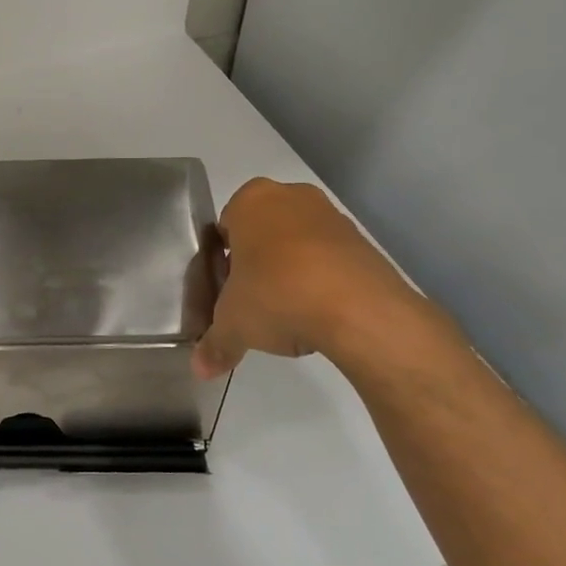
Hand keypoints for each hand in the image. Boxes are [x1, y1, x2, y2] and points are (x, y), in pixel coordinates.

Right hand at [194, 178, 437, 378]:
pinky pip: (330, 261)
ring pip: (298, 245)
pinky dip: (322, 282)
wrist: (360, 310)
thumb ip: (215, 343)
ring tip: (289, 313)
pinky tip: (319, 314)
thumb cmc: (277, 295)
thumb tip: (201, 369)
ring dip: (291, 272)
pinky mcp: (364, 242)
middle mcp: (291, 197)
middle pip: (263, 234)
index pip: (224, 228)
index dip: (222, 262)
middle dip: (258, 264)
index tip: (226, 290)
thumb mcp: (233, 325)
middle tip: (253, 300)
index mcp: (251, 200)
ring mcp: (332, 216)